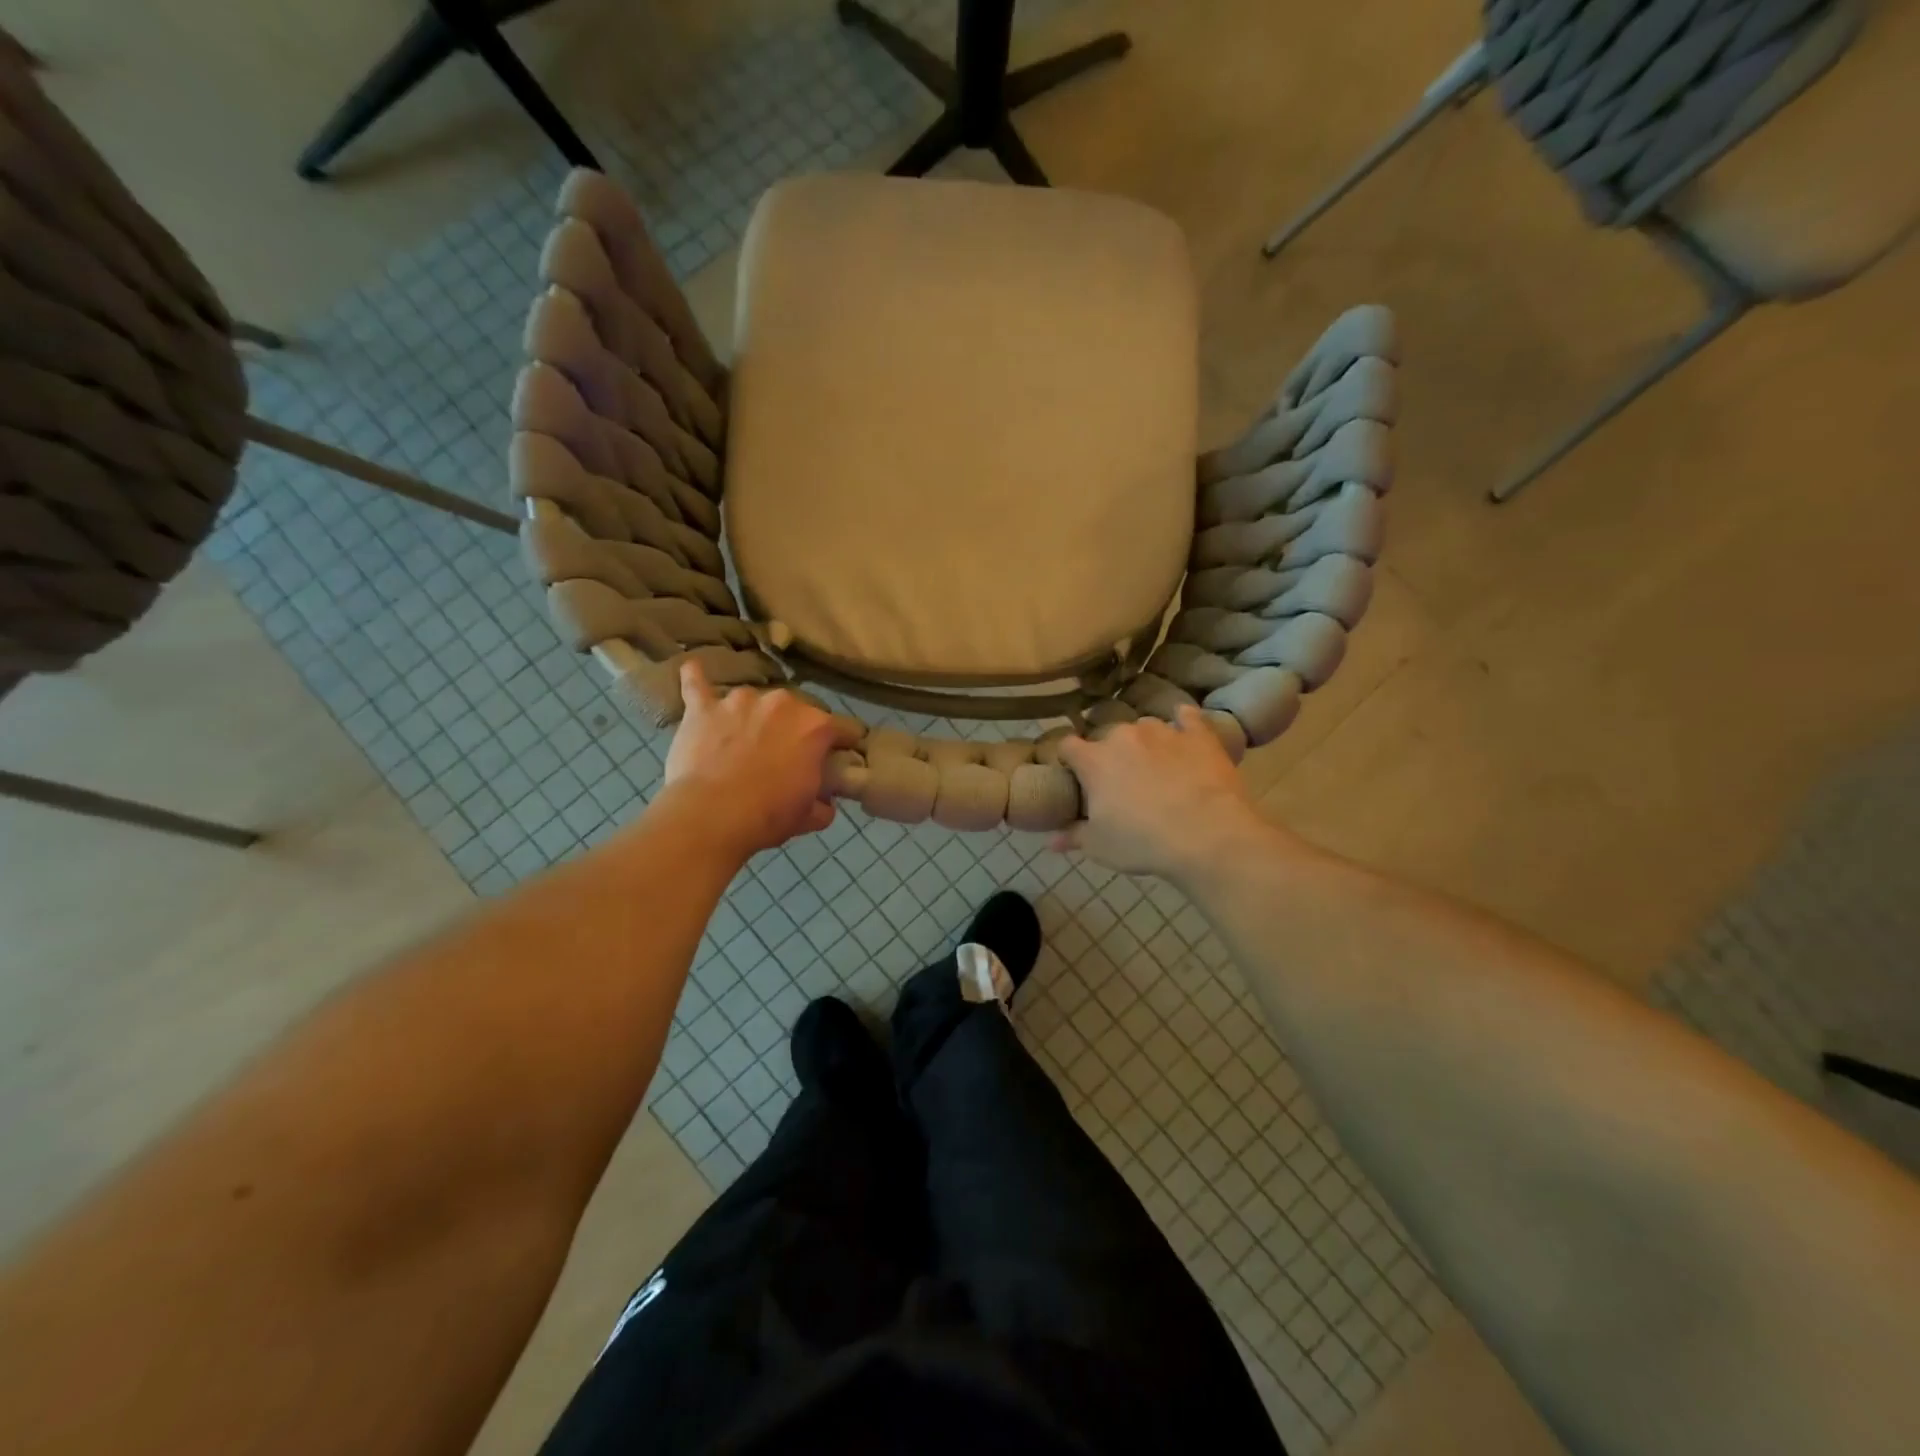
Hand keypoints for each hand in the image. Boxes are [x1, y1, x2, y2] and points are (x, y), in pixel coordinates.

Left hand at [660, 663, 859, 858]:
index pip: (846, 729)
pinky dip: (696, 678)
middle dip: (796, 729)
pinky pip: (697, 684)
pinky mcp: (703, 707)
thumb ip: (824, 802)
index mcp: (816, 726)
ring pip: (755, 701)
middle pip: (799, 710)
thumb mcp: (811, 817)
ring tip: (743, 739)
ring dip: (754, 715)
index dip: (844, 746)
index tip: (838, 760)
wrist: (711, 816)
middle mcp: (783, 702)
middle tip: (785, 756)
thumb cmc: (768, 815)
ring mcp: (740, 700)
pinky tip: (694, 670)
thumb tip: (824, 801)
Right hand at [1055, 707, 1279, 881]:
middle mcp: (1124, 736)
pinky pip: (1188, 717)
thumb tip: (1050, 841)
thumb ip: (1073, 836)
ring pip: (1145, 727)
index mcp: (1094, 760)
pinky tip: (1185, 727)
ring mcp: (1163, 731)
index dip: (1069, 759)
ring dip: (1144, 741)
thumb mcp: (1100, 847)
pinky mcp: (1199, 735)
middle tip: (1120, 780)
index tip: (1075, 774)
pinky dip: (1183, 722)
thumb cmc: (1143, 842)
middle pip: (1108, 736)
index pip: (1068, 746)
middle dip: (1110, 754)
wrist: (1208, 836)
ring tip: (1155, 764)